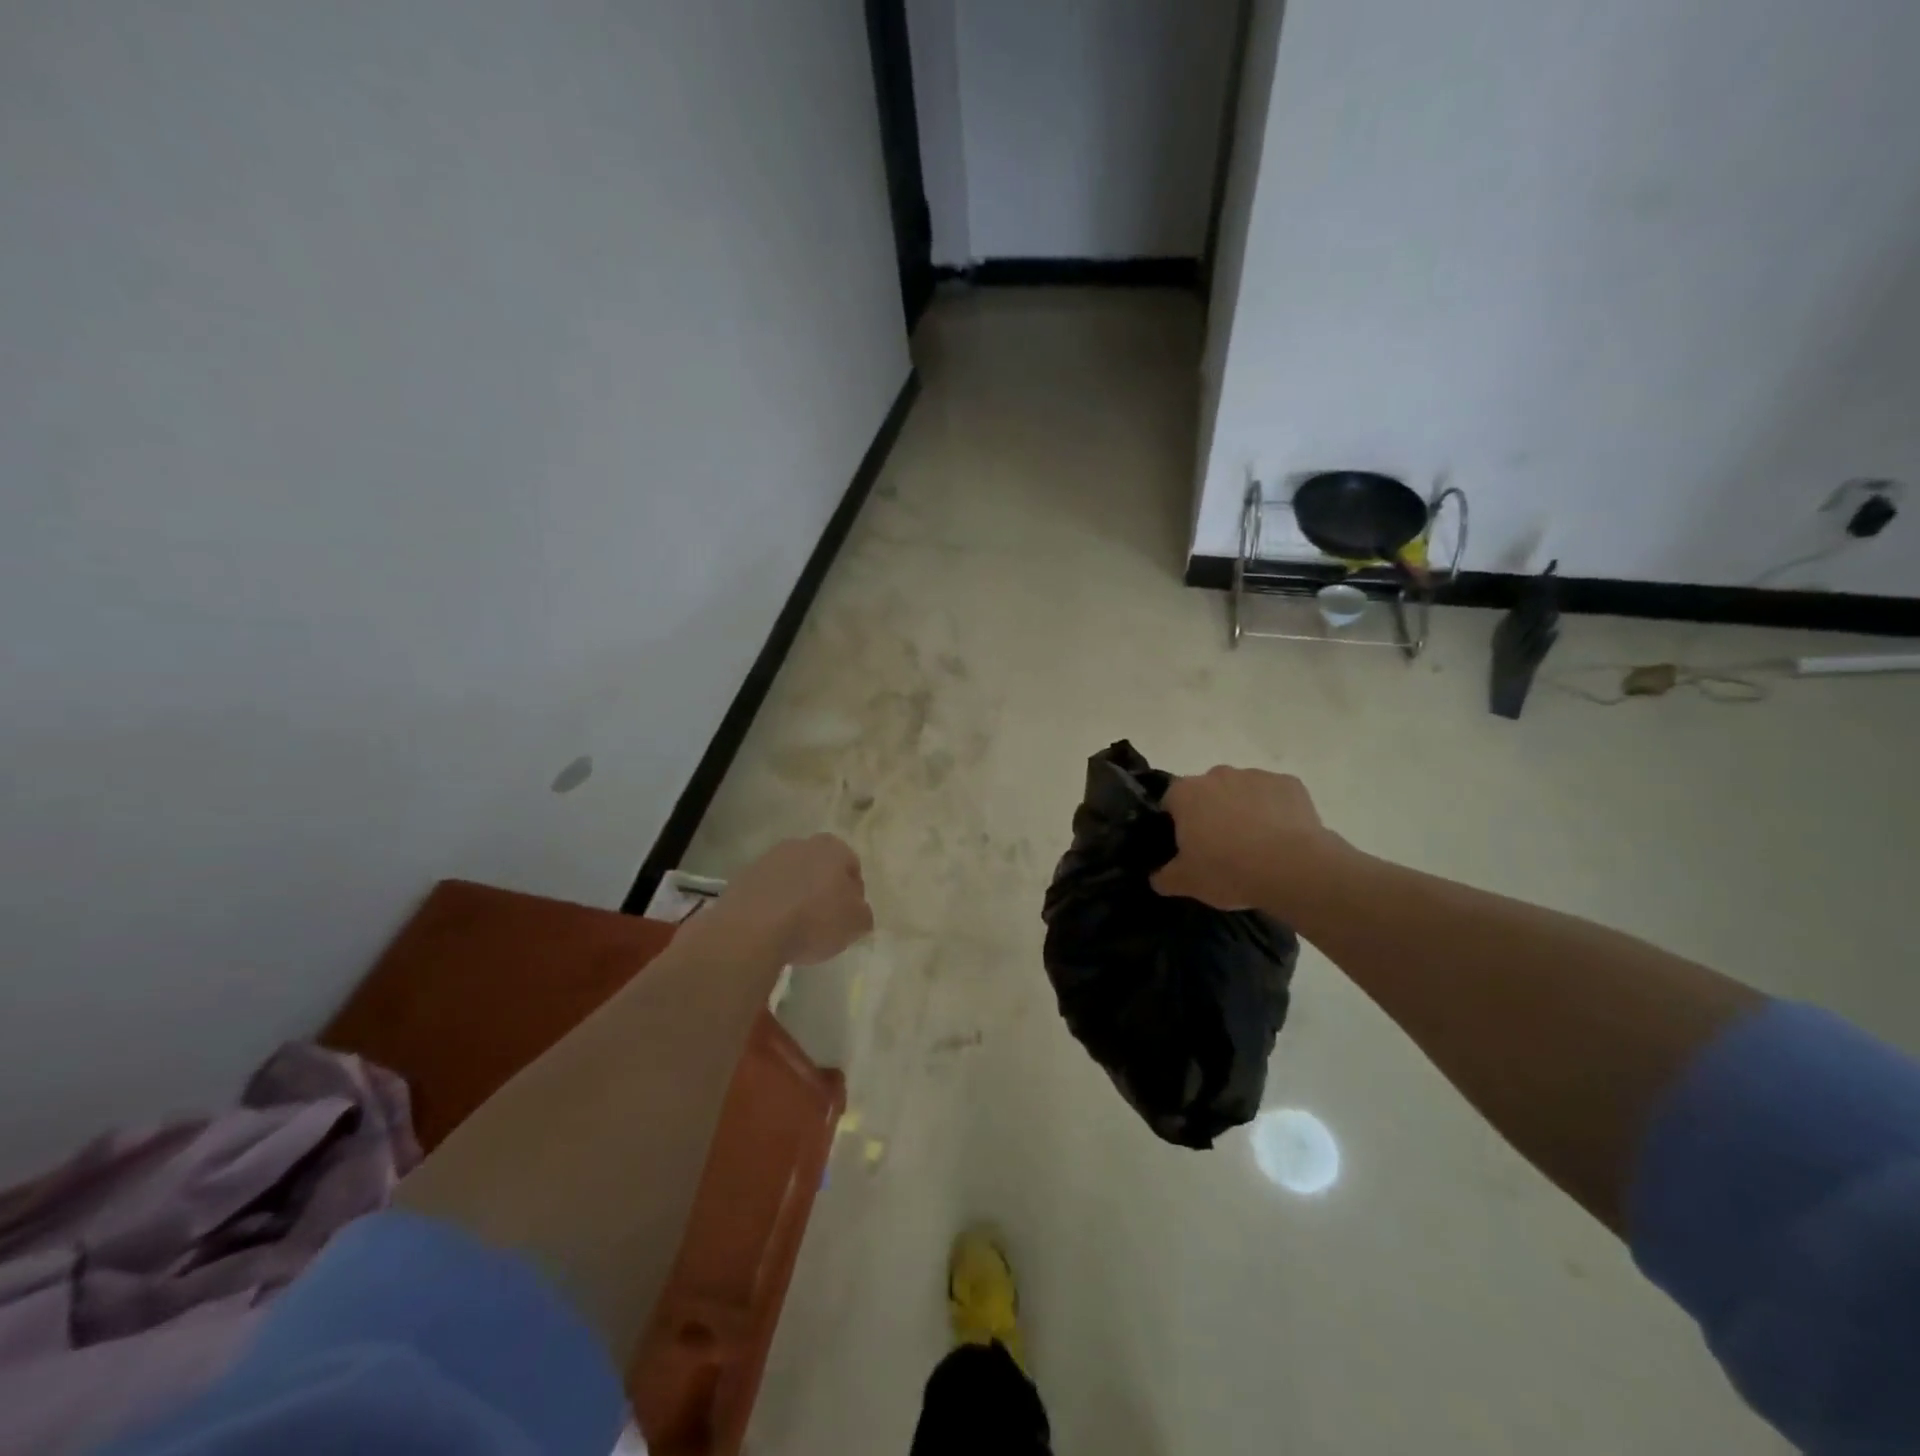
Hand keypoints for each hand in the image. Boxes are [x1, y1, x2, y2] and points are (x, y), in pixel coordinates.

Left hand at [713, 834, 873, 964]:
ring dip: (796, 894)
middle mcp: (801, 844)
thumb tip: (857, 911)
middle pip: (820, 867)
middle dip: (823, 888)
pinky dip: (772, 904)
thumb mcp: (856, 924)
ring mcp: (768, 858)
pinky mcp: (743, 877)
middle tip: (824, 919)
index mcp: (833, 848)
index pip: (851, 865)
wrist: (751, 930)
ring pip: (791, 876)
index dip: (853, 891)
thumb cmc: (814, 921)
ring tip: (795, 926)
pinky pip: (767, 890)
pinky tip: (773, 927)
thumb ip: (863, 913)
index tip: (849, 915)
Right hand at [1151, 766, 1335, 911]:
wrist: (1293, 868)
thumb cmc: (1228, 870)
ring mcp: (1256, 776)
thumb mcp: (1186, 883)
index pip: (1171, 802)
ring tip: (1256, 846)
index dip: (1177, 824)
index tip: (1187, 846)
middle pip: (1207, 793)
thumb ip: (1164, 877)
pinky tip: (1282, 839)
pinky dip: (1275, 811)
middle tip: (1221, 848)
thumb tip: (1157, 877)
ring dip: (1244, 810)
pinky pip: (1275, 796)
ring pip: (1242, 792)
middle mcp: (1218, 775)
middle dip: (1211, 813)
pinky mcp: (1289, 784)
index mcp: (1186, 793)